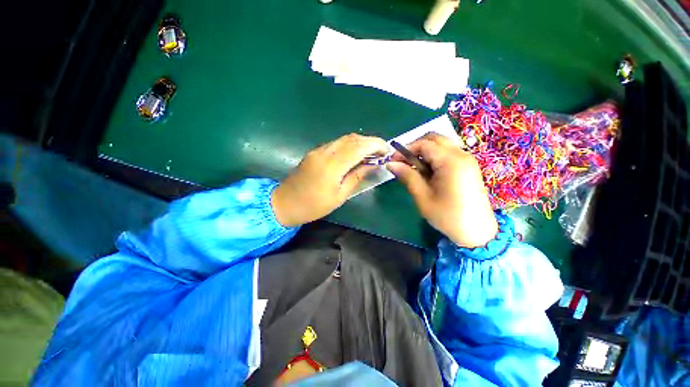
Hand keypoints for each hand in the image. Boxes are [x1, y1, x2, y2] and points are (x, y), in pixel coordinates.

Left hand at [272, 134, 388, 226]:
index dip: (376, 145)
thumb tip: (372, 164)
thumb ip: (357, 177)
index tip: (387, 151)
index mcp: (331, 166)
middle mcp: (324, 152)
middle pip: (352, 138)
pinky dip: (349, 146)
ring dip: (360, 143)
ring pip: (344, 139)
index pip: (358, 146)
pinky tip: (355, 156)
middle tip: (381, 153)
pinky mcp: (314, 152)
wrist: (284, 203)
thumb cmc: (313, 206)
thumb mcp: (339, 196)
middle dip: (370, 142)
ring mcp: (318, 150)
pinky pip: (336, 144)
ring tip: (371, 154)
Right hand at [386, 133, 497, 247]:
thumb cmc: (447, 216)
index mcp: (450, 161)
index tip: (393, 161)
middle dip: (416, 147)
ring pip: (442, 145)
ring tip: (415, 169)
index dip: (405, 150)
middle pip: (435, 139)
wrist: (477, 232)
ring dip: (425, 152)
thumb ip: (407, 176)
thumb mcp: (423, 197)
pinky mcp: (469, 167)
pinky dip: (435, 158)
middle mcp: (461, 155)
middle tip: (404, 162)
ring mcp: (467, 160)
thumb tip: (391, 164)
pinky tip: (429, 173)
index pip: (424, 144)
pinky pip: (449, 154)